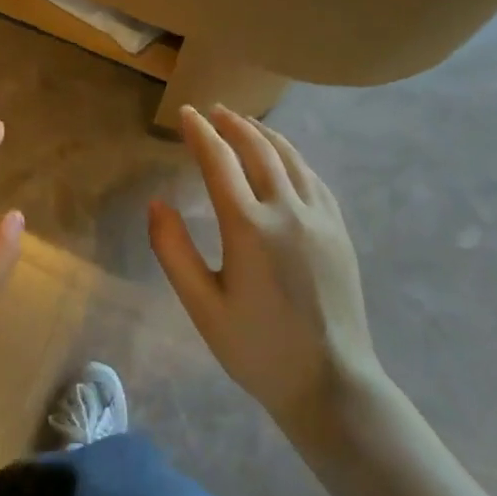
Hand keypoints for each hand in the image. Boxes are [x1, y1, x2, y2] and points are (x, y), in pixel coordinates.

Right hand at [149, 105, 382, 424]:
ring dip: (264, 134)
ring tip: (244, 122)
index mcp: (248, 227)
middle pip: (257, 150)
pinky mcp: (339, 231)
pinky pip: (313, 178)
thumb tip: (157, 203)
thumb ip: (173, 251)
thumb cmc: (258, 349)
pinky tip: (284, 158)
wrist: (332, 384)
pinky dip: (292, 157)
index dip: (200, 133)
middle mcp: (287, 211)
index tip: (186, 114)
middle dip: (232, 125)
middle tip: (213, 111)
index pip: (219, 162)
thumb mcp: (202, 306)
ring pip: (290, 158)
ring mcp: (319, 218)